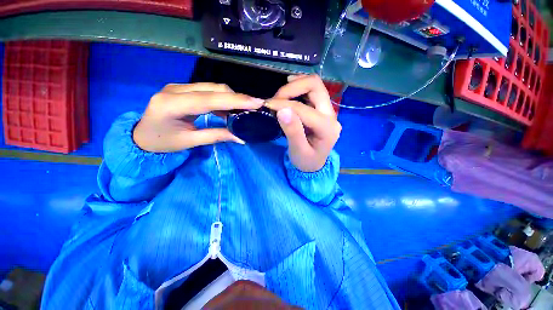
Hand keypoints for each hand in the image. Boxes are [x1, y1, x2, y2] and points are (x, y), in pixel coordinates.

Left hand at [133, 83, 263, 152]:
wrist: (140, 136)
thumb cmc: (162, 142)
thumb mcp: (189, 142)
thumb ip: (216, 136)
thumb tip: (241, 137)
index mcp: (172, 104)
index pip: (210, 99)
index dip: (235, 100)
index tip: (256, 103)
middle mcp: (175, 89)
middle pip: (214, 88)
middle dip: (237, 98)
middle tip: (254, 108)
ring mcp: (178, 86)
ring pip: (213, 87)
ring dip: (231, 98)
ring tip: (244, 110)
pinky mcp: (183, 89)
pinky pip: (208, 90)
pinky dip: (222, 99)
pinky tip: (229, 110)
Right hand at [266, 75, 340, 171]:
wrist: (314, 165)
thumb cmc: (306, 161)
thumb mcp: (298, 151)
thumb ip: (292, 131)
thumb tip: (282, 110)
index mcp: (327, 128)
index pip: (304, 109)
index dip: (284, 104)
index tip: (267, 105)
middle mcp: (331, 115)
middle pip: (315, 86)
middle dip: (292, 88)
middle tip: (275, 98)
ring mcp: (328, 110)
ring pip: (314, 85)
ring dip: (295, 85)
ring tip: (280, 95)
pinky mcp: (322, 109)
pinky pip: (311, 91)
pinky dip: (298, 89)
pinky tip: (288, 95)